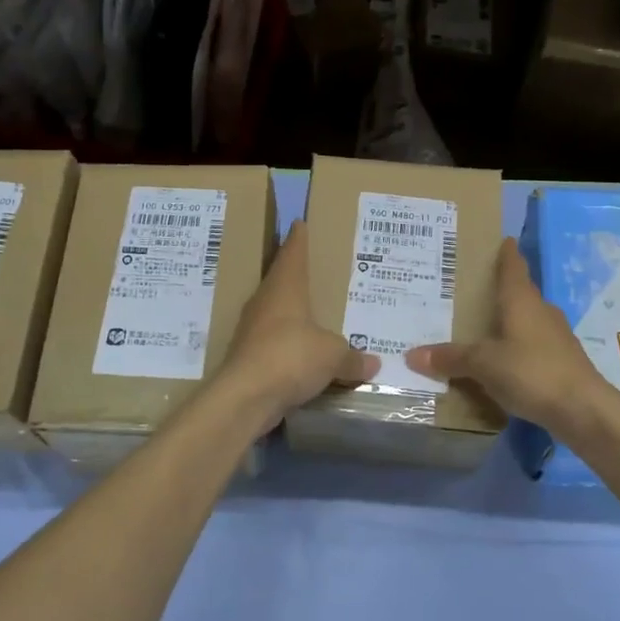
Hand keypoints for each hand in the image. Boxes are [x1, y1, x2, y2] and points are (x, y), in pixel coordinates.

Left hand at [215, 222, 376, 426]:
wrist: (245, 397)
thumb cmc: (291, 357)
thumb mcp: (333, 356)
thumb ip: (352, 357)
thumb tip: (373, 363)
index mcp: (285, 289)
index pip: (292, 254)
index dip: (298, 239)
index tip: (299, 223)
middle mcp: (265, 303)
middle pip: (281, 280)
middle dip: (296, 275)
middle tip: (316, 269)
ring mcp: (253, 330)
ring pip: (276, 313)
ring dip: (292, 312)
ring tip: (314, 312)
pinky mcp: (248, 357)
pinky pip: (275, 343)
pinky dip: (289, 344)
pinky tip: (303, 352)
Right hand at [406, 238, 613, 437]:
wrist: (584, 410)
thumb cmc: (532, 372)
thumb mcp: (483, 365)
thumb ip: (450, 358)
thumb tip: (411, 354)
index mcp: (522, 301)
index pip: (513, 267)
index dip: (507, 253)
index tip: (501, 240)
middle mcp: (541, 311)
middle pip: (520, 293)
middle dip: (500, 290)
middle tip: (473, 289)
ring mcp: (556, 337)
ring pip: (527, 320)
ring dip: (509, 321)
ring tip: (482, 326)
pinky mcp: (563, 362)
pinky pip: (533, 346)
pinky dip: (517, 347)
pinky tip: (503, 361)